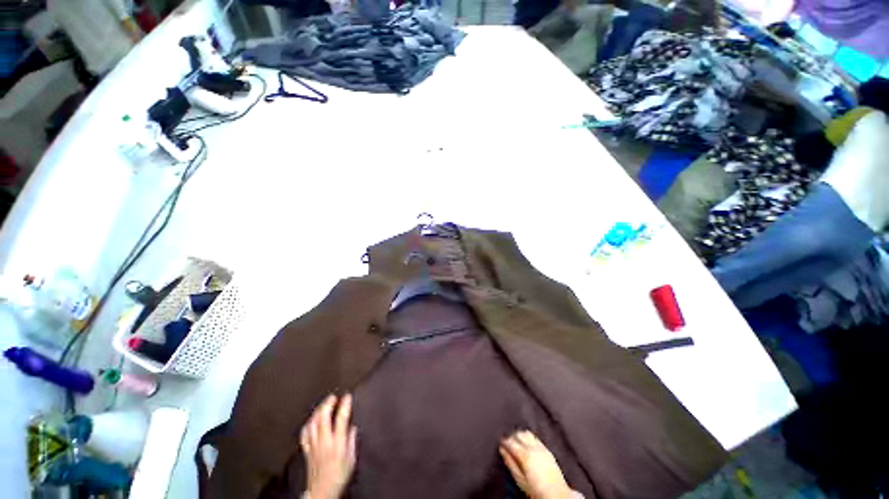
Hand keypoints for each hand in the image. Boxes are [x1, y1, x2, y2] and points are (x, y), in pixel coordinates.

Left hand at [300, 394, 357, 498]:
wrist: (322, 492)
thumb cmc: (339, 476)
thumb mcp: (351, 459)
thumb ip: (351, 441)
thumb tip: (352, 427)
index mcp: (337, 443)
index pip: (341, 419)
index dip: (344, 405)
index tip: (347, 396)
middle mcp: (324, 442)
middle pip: (323, 417)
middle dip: (327, 404)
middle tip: (333, 397)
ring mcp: (314, 445)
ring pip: (312, 423)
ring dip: (318, 411)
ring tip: (323, 404)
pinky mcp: (306, 450)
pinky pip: (305, 433)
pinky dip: (308, 423)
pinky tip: (311, 420)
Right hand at [500, 430, 574, 498]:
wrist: (557, 494)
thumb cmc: (536, 490)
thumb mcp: (520, 480)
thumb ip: (510, 463)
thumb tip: (502, 450)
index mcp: (525, 454)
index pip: (511, 442)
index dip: (504, 441)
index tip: (500, 443)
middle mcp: (533, 447)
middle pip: (519, 434)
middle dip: (511, 436)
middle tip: (507, 443)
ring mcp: (541, 447)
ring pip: (527, 433)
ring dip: (520, 435)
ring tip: (517, 442)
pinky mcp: (547, 449)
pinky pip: (535, 438)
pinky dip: (529, 438)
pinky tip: (527, 444)